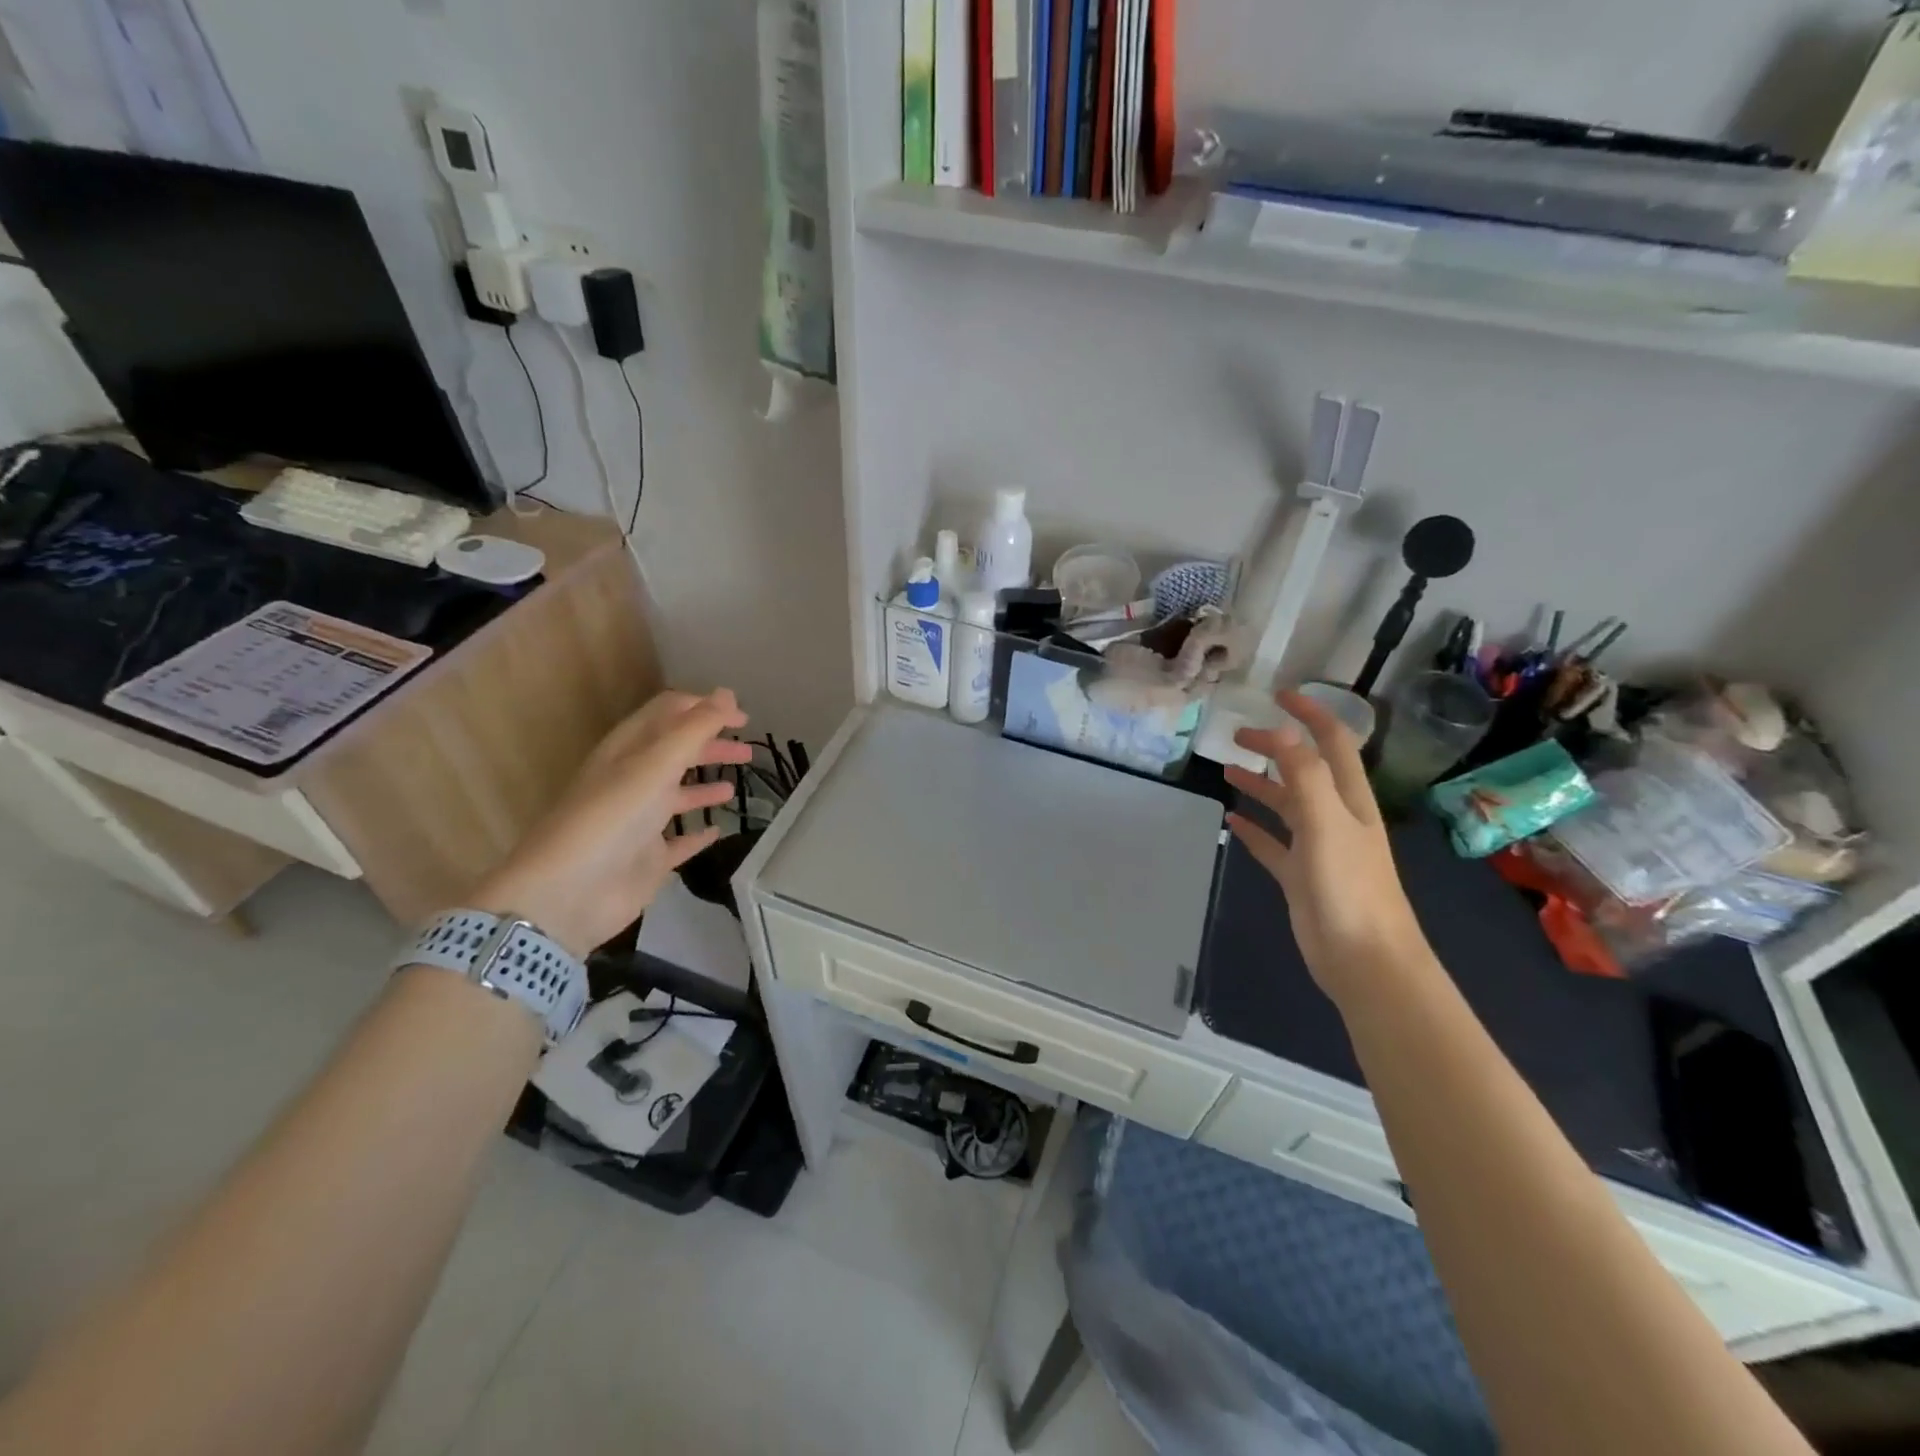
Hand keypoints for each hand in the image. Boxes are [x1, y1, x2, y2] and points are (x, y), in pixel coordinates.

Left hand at [470, 690, 754, 957]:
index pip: (669, 714)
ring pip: (678, 795)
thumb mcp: (655, 764)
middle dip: (711, 745)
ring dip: (706, 786)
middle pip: (677, 752)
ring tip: (736, 786)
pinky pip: (679, 841)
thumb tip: (727, 692)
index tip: (743, 716)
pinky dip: (698, 834)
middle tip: (749, 749)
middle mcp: (633, 780)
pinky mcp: (648, 858)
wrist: (568, 894)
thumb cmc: (612, 818)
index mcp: (629, 750)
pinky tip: (718, 831)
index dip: (705, 708)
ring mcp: (640, 821)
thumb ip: (695, 728)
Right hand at [1224, 691, 1427, 1003]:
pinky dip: (1254, 829)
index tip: (1278, 696)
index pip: (1333, 743)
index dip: (1310, 715)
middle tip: (1237, 736)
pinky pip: (1273, 844)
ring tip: (1227, 771)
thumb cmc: (1349, 888)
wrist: (1364, 961)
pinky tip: (1232, 822)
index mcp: (1349, 800)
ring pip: (1286, 806)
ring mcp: (1318, 848)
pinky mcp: (1300, 877)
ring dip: (1261, 785)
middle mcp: (1335, 817)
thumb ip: (1305, 776)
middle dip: (1276, 747)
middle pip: (1304, 770)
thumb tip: (1283, 730)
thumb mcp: (1326, 824)